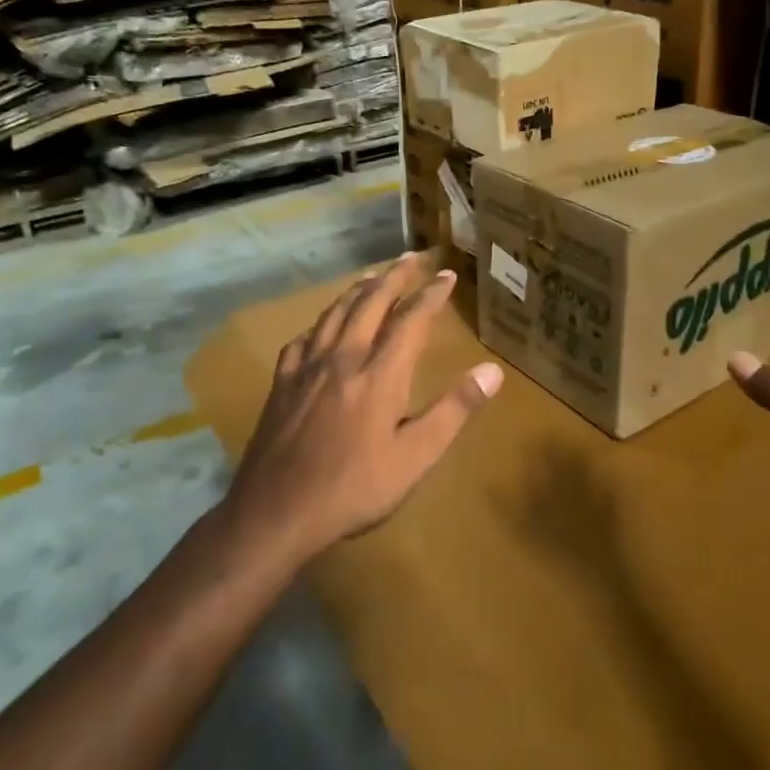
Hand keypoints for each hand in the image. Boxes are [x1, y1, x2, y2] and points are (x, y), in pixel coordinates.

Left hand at [224, 253, 502, 556]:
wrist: (277, 512)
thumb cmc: (355, 489)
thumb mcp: (416, 457)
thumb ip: (454, 410)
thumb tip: (492, 371)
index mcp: (380, 375)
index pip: (411, 320)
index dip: (431, 294)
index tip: (446, 275)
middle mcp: (343, 359)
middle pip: (370, 303)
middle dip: (394, 276)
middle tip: (411, 257)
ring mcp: (307, 369)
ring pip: (334, 314)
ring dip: (358, 290)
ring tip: (372, 277)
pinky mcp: (282, 384)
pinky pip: (303, 339)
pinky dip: (320, 323)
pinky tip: (321, 327)